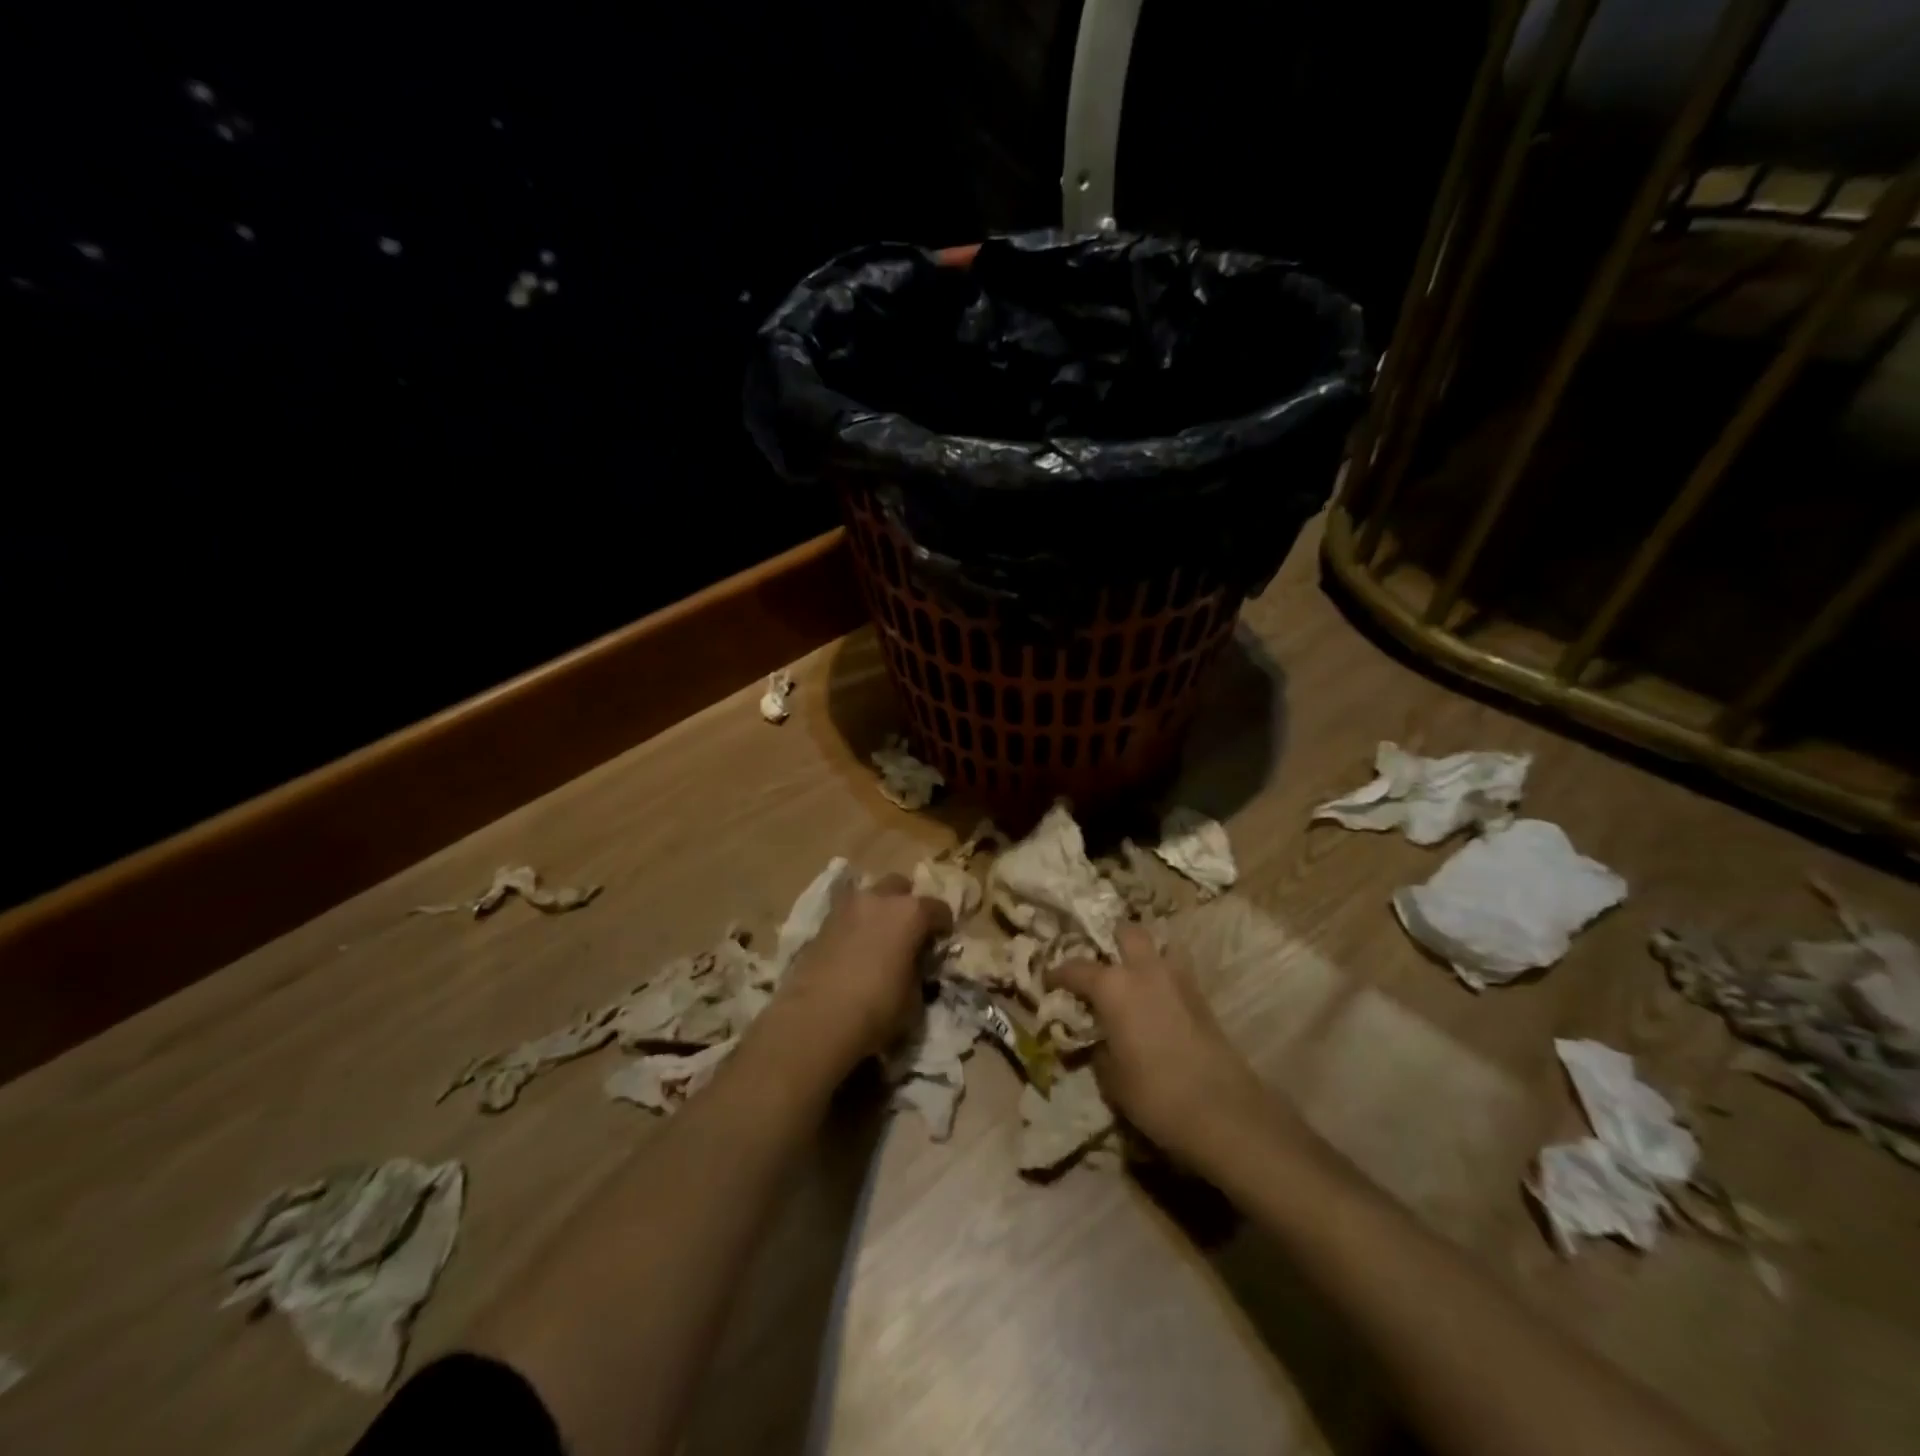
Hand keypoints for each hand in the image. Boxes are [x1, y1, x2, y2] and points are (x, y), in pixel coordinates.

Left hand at [768, 874, 951, 1074]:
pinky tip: (854, 949)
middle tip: (907, 933)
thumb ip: (918, 971)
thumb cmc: (877, 1009)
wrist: (817, 1019)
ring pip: (869, 896)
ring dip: (878, 911)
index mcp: (910, 912)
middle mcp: (879, 899)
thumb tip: (913, 965)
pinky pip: (847, 915)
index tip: (941, 943)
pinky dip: (855, 925)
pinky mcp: (822, 923)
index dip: (943, 926)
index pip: (938, 908)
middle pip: (900, 887)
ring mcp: (847, 907)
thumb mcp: (914, 997)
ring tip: (878, 939)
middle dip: (906, 904)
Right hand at [1050, 925, 1273, 1166]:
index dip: (1058, 974)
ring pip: (1160, 945)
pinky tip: (1158, 1000)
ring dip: (1145, 954)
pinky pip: (1177, 970)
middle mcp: (1144, 970)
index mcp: (1113, 986)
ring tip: (1134, 976)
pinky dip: (1164, 976)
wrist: (1223, 1111)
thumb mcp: (1111, 1078)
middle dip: (1111, 941)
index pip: (1076, 968)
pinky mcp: (1202, 996)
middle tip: (1100, 964)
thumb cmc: (1154, 1094)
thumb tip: (1098, 1039)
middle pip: (1126, 932)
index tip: (1049, 982)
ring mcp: (1178, 979)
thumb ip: (1099, 1047)